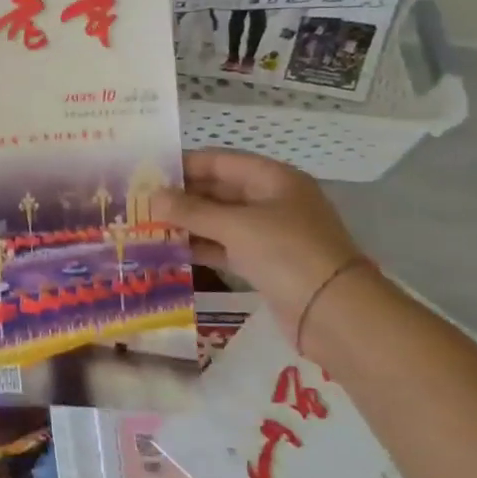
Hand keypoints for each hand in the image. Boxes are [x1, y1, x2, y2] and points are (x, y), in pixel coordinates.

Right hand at [152, 149, 366, 342]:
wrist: (337, 316)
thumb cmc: (288, 255)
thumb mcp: (236, 226)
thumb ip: (191, 210)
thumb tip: (152, 197)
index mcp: (273, 179)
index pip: (219, 161)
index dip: (183, 165)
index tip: (145, 173)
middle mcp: (272, 201)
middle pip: (218, 190)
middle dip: (181, 196)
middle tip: (139, 202)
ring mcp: (270, 234)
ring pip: (219, 220)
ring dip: (186, 223)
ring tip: (146, 226)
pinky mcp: (265, 264)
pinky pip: (225, 247)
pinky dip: (200, 247)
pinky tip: (169, 251)